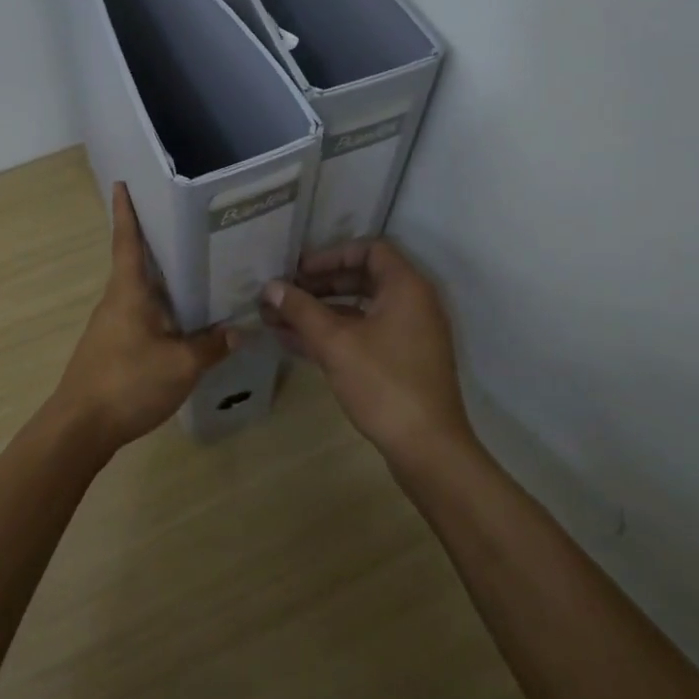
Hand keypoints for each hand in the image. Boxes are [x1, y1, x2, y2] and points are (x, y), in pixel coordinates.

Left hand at [55, 183, 236, 449]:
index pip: (126, 240)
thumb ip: (211, 346)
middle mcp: (116, 300)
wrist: (80, 427)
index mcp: (128, 291)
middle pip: (136, 262)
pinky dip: (161, 306)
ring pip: (140, 290)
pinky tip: (183, 318)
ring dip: (162, 277)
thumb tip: (238, 331)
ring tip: (196, 268)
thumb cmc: (127, 382)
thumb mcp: (180, 365)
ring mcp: (111, 324)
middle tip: (188, 223)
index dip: (125, 211)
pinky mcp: (112, 346)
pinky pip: (141, 314)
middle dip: (156, 241)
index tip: (123, 183)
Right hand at [261, 239, 473, 467]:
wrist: (428, 448)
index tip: (300, 269)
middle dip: (319, 285)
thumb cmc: (383, 384)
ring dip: (320, 312)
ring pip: (359, 310)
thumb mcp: (335, 343)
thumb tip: (270, 287)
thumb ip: (301, 310)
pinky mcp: (403, 361)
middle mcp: (413, 303)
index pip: (369, 249)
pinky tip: (295, 343)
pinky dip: (334, 334)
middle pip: (362, 278)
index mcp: (406, 287)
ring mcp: (410, 334)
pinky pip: (364, 334)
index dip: (331, 255)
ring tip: (278, 319)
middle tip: (285, 293)